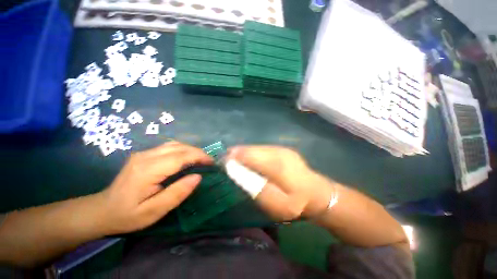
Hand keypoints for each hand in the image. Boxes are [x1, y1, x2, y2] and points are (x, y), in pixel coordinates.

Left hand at [99, 142, 212, 233]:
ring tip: (201, 159)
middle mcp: (146, 156)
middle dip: (198, 152)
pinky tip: (187, 158)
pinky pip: (169, 147)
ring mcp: (144, 153)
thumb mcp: (153, 211)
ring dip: (191, 150)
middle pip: (179, 147)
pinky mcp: (144, 154)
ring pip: (175, 144)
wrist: (102, 210)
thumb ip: (177, 193)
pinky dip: (183, 150)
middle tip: (209, 162)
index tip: (211, 163)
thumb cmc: (127, 215)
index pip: (180, 156)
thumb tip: (197, 177)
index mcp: (148, 170)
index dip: (199, 157)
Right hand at [228, 146, 333, 220]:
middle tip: (226, 159)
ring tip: (235, 158)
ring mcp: (282, 149)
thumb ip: (255, 186)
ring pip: (257, 147)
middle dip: (237, 152)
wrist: (318, 194)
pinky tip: (250, 158)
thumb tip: (238, 172)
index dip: (234, 156)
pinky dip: (254, 152)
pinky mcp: (283, 150)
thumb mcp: (275, 203)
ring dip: (245, 151)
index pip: (250, 155)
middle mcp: (278, 152)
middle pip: (252, 148)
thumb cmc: (296, 203)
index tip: (223, 160)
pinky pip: (263, 148)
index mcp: (276, 165)